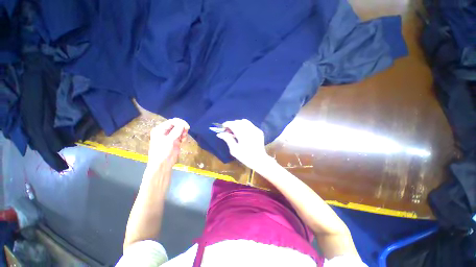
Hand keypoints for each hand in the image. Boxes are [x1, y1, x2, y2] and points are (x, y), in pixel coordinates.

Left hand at [147, 118, 189, 169]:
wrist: (162, 164)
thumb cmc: (162, 152)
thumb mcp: (168, 140)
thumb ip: (176, 131)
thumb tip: (183, 124)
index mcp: (160, 129)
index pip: (172, 122)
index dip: (180, 123)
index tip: (186, 127)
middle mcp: (165, 131)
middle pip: (176, 125)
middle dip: (182, 127)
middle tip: (186, 132)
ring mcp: (170, 136)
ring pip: (180, 130)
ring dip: (183, 132)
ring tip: (184, 138)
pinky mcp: (175, 141)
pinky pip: (181, 135)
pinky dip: (184, 136)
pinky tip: (183, 140)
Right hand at [216, 119, 270, 169]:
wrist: (259, 160)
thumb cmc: (245, 156)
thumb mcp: (234, 150)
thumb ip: (227, 139)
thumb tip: (219, 133)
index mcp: (243, 135)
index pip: (233, 124)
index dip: (227, 124)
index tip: (223, 127)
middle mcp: (250, 130)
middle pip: (238, 122)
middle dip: (232, 124)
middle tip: (228, 131)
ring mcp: (255, 130)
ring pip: (244, 121)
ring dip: (238, 124)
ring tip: (236, 131)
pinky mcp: (259, 131)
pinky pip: (250, 124)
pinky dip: (244, 126)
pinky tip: (243, 132)